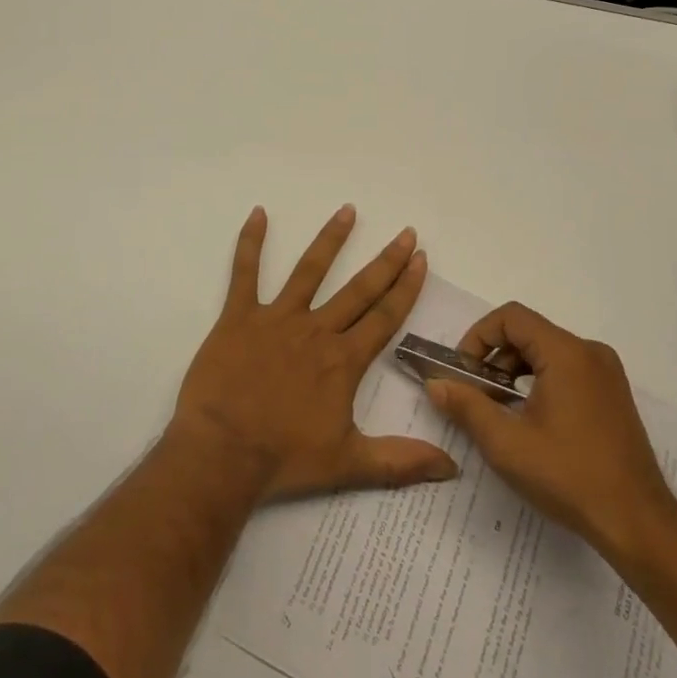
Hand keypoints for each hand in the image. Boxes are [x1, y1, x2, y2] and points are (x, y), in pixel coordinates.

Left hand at [172, 205, 458, 500]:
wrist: (223, 453)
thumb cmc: (284, 458)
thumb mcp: (349, 464)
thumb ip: (401, 461)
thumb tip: (453, 467)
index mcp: (343, 360)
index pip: (384, 317)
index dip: (406, 288)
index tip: (420, 259)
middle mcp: (316, 330)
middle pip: (358, 289)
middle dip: (386, 260)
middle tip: (405, 232)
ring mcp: (277, 318)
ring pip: (309, 270)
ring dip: (331, 239)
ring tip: (348, 210)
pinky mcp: (239, 316)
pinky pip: (245, 272)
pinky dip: (250, 242)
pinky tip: (258, 213)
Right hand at [425, 302, 676, 565]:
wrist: (638, 523)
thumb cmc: (569, 476)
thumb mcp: (506, 443)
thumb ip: (467, 406)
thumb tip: (435, 384)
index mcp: (566, 353)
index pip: (511, 317)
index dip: (479, 336)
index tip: (463, 371)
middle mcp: (590, 352)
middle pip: (529, 332)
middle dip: (495, 357)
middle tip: (476, 394)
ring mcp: (606, 373)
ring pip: (548, 351)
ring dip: (516, 370)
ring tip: (500, 409)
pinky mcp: (613, 395)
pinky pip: (567, 369)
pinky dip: (540, 381)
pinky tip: (531, 419)